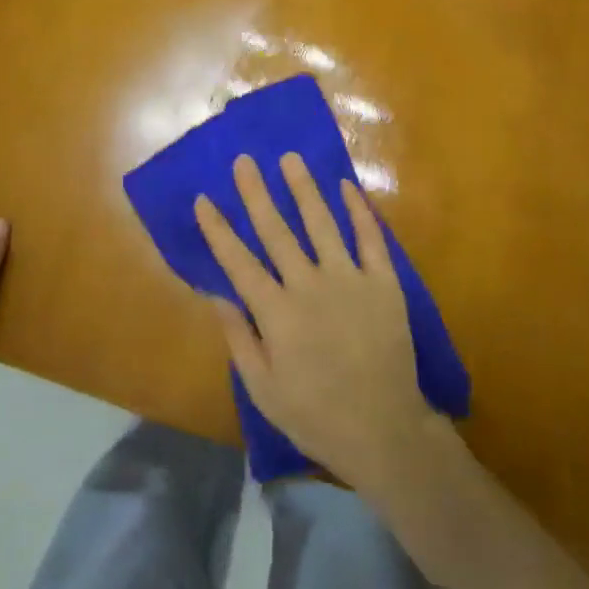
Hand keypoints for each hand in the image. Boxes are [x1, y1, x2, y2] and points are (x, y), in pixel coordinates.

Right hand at [195, 153, 444, 495]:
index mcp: (277, 313)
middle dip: (256, 194)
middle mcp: (310, 285)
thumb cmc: (316, 414)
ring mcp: (350, 280)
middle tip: (244, 161)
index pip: (239, 262)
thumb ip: (239, 338)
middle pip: (277, 231)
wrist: (384, 430)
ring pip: (322, 224)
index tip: (203, 199)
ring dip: (304, 189)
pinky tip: (348, 186)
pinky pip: (372, 238)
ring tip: (290, 159)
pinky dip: (360, 210)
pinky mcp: (384, 283)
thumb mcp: (263, 389)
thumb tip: (216, 294)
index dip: (218, 230)